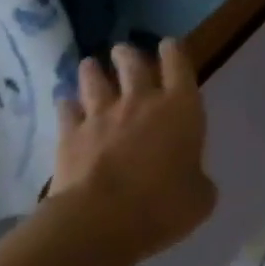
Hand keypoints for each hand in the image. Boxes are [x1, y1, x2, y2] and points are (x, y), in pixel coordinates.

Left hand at [48, 42, 215, 260]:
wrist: (101, 221)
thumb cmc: (162, 205)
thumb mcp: (199, 198)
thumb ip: (198, 181)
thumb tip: (195, 181)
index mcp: (181, 107)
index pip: (178, 64)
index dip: (173, 51)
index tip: (168, 44)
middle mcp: (141, 101)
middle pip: (133, 64)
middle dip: (128, 54)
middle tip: (122, 50)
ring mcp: (102, 116)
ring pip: (95, 81)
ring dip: (93, 71)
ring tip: (89, 64)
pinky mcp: (70, 136)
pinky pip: (67, 112)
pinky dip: (66, 105)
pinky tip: (64, 103)